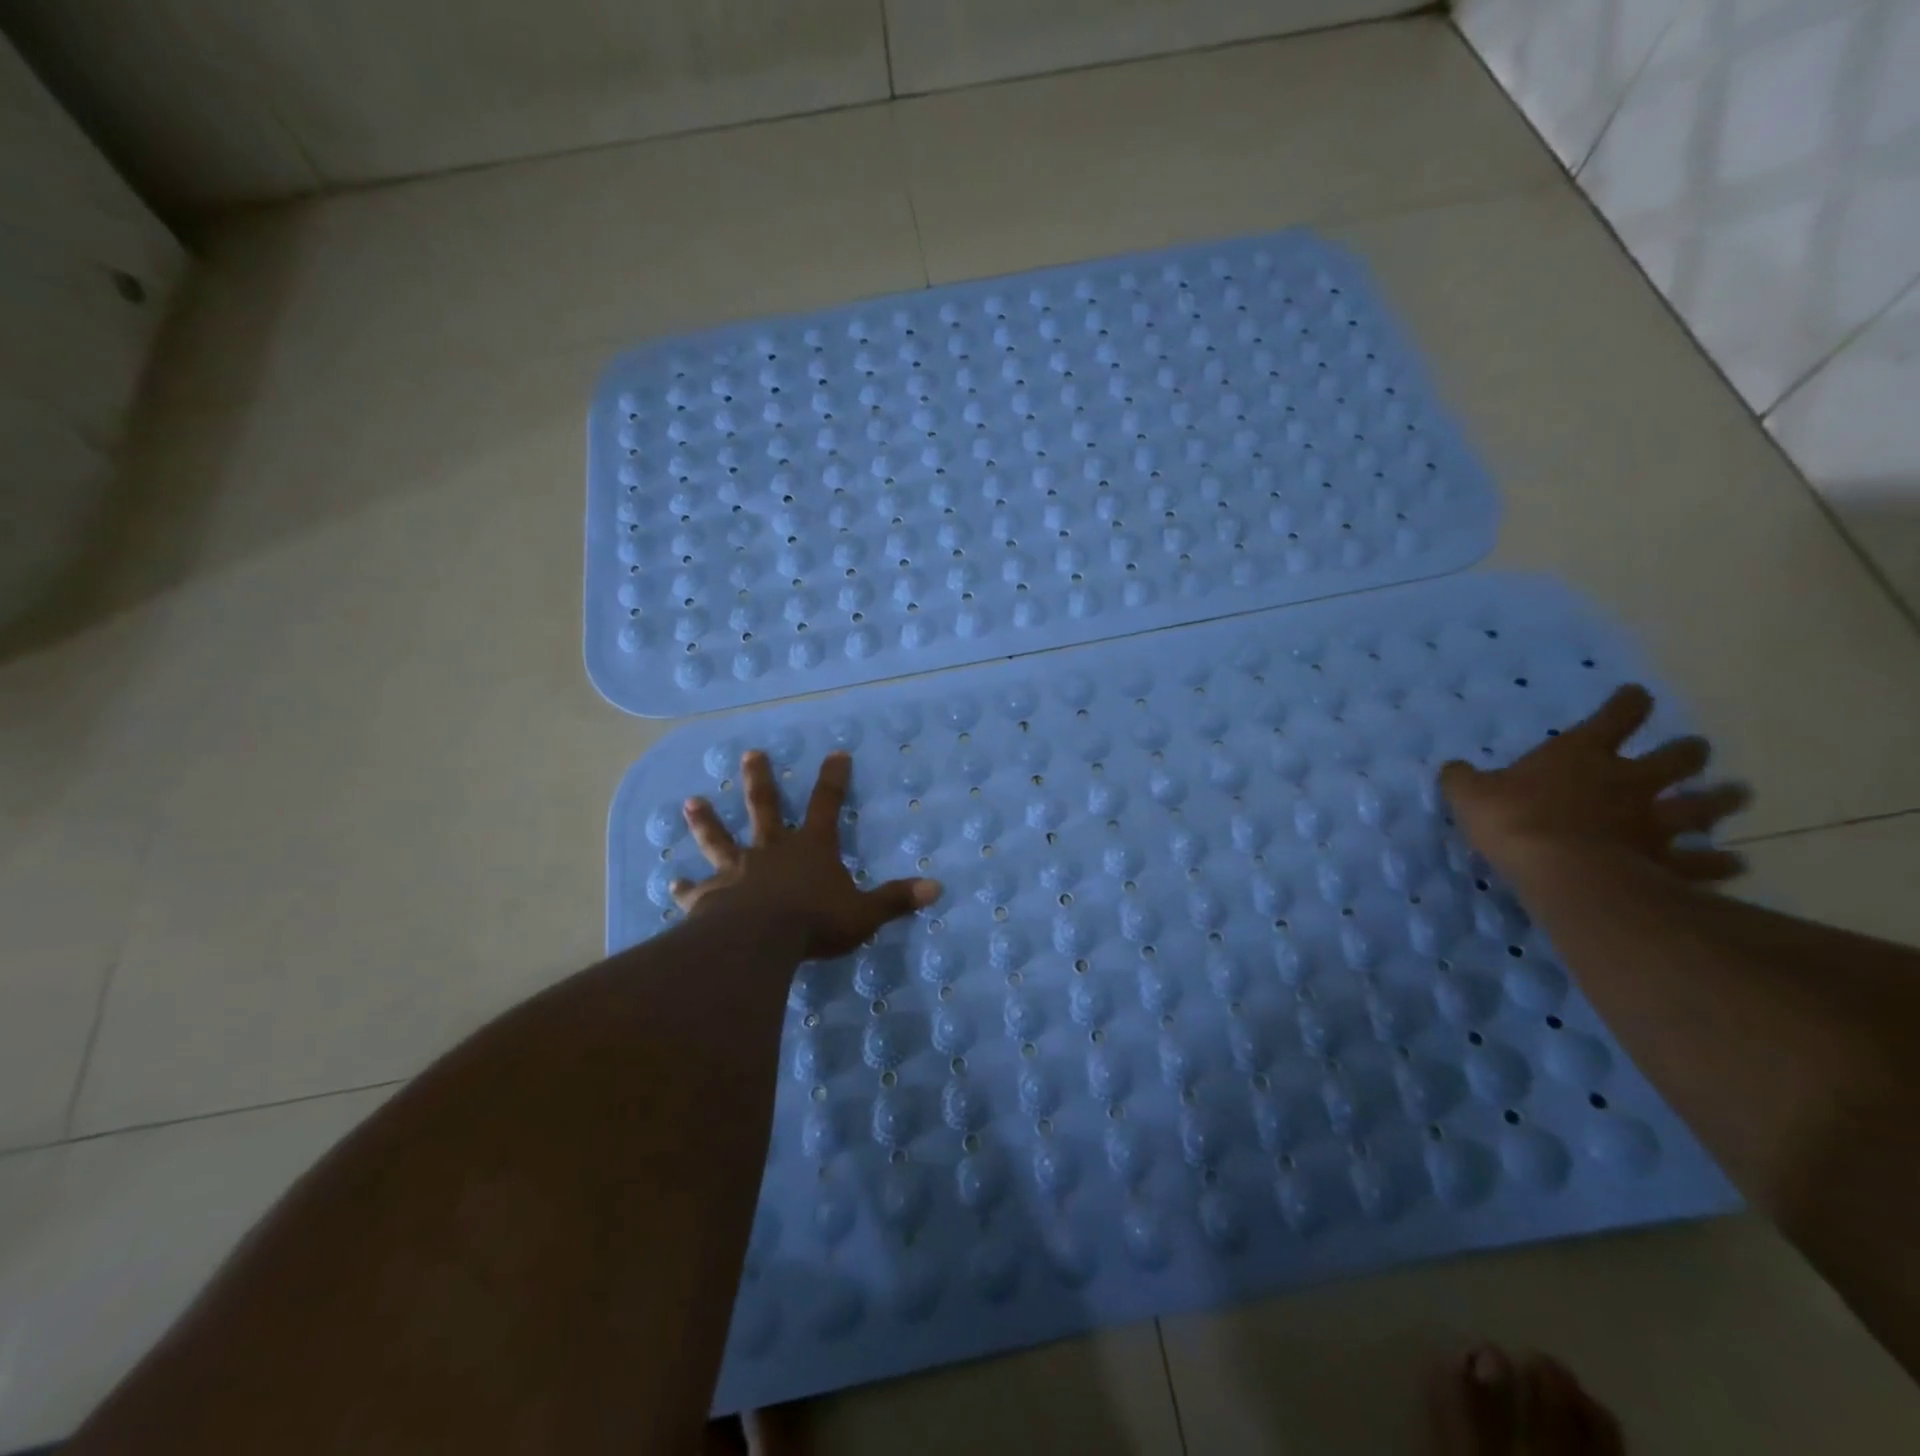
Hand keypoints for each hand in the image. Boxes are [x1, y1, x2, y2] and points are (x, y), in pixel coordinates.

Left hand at [672, 750, 942, 960]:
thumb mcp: (864, 913)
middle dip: (759, 780)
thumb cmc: (815, 923)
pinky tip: (674, 883)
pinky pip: (696, 890)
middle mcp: (771, 850)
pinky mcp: (710, 897)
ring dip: (706, 821)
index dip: (834, 779)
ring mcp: (737, 871)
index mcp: (810, 848)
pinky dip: (686, 887)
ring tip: (691, 801)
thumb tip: (937, 888)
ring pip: (719, 839)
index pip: (827, 805)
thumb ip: (895, 900)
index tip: (835, 753)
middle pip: (764, 807)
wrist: (757, 942)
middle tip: (750, 754)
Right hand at [1439, 684, 1749, 884]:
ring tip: (1738, 794)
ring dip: (1721, 800)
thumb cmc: (1513, 820)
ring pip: (1703, 806)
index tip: (1636, 697)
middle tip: (1695, 750)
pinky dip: (1720, 863)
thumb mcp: (1469, 793)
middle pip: (1674, 759)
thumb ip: (1463, 779)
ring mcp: (1654, 822)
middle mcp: (1628, 781)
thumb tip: (1454, 769)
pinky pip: (1703, 862)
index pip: (1614, 717)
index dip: (1627, 705)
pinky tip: (1735, 864)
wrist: (1561, 870)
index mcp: (1581, 755)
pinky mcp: (1667, 862)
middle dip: (1687, 752)